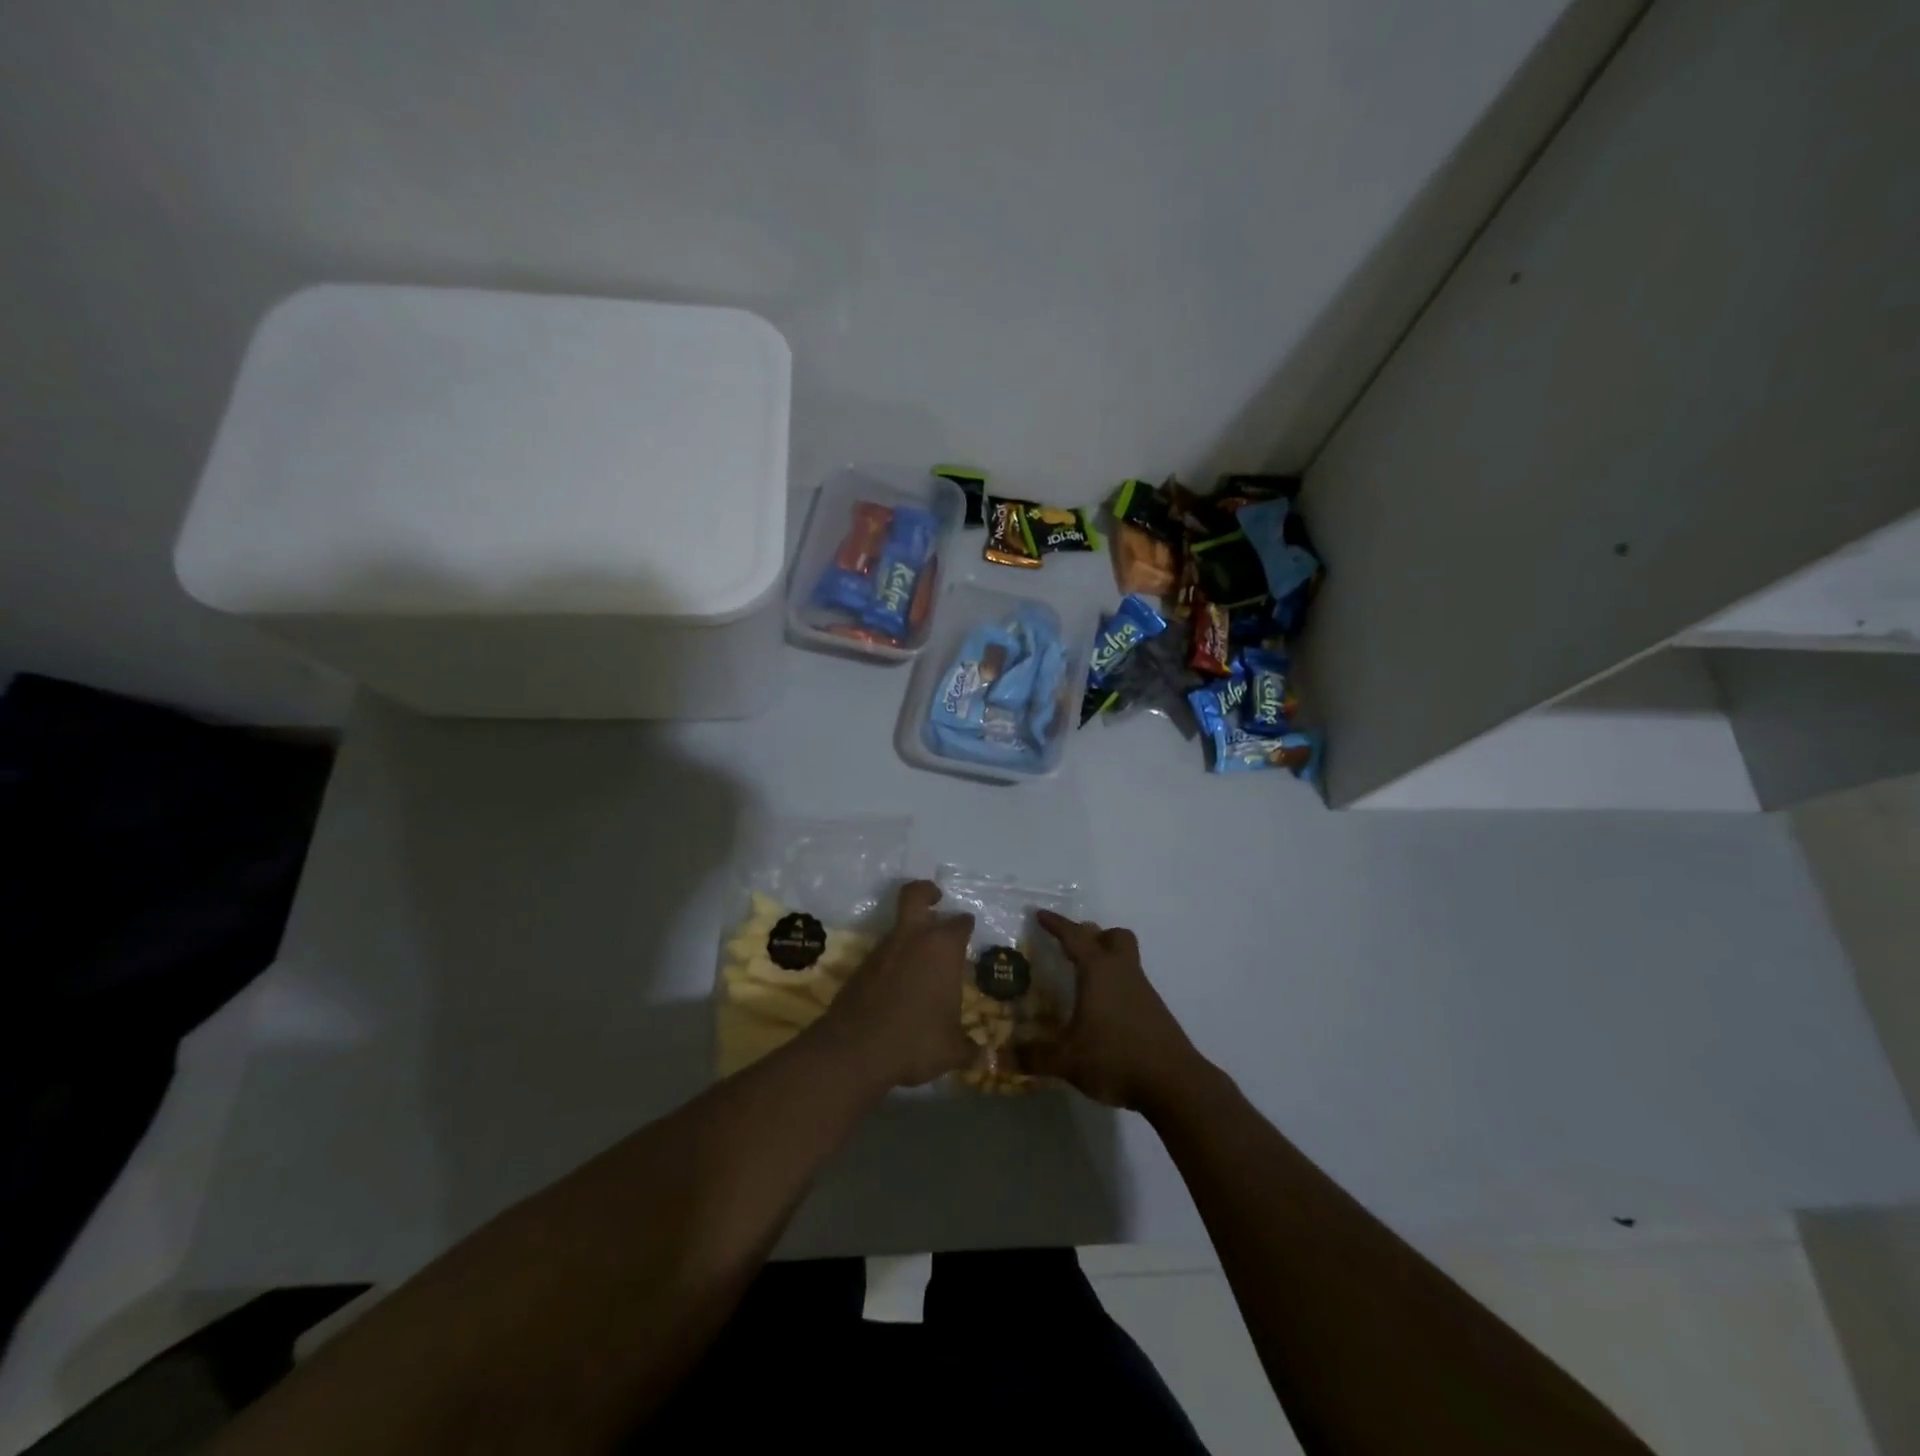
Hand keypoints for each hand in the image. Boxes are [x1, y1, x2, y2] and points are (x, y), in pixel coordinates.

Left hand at [819, 880, 975, 1089]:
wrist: (855, 1049)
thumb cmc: (915, 1040)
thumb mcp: (951, 1050)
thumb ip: (968, 1049)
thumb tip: (982, 1057)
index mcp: (942, 949)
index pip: (960, 923)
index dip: (965, 925)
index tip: (969, 929)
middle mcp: (913, 939)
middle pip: (915, 895)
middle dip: (926, 892)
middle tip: (936, 898)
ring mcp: (883, 950)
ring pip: (899, 926)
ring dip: (910, 933)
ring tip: (922, 958)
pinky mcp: (861, 966)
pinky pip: (883, 953)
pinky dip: (893, 959)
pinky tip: (900, 984)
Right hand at [1025, 911, 1207, 1112]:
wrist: (1175, 1083)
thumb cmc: (1115, 1057)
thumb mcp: (1067, 1060)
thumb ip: (1035, 1056)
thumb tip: (1004, 1057)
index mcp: (1098, 971)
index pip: (1075, 937)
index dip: (1056, 925)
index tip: (1040, 915)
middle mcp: (1122, 972)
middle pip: (1114, 936)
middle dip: (1094, 936)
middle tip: (1072, 948)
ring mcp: (1143, 991)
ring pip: (1126, 960)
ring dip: (1106, 961)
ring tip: (1084, 982)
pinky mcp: (1155, 1012)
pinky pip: (1132, 985)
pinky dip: (1116, 988)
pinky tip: (1104, 1013)